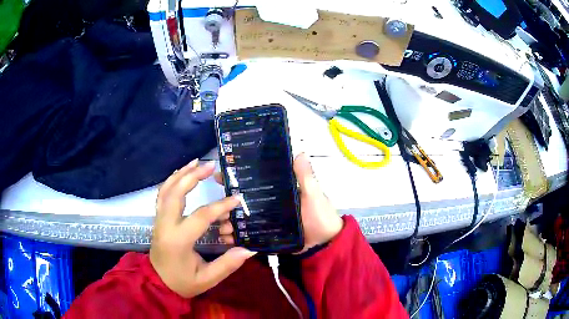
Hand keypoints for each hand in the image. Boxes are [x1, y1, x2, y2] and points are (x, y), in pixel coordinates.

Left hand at [150, 160, 255, 297]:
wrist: (157, 282)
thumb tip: (249, 250)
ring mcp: (159, 219)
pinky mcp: (158, 218)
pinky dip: (172, 180)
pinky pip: (163, 193)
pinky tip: (182, 173)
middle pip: (175, 193)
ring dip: (181, 173)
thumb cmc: (182, 282)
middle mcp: (165, 224)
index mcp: (178, 240)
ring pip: (166, 189)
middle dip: (193, 176)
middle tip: (210, 165)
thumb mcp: (206, 279)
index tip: (237, 199)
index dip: (220, 206)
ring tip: (197, 162)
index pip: (200, 216)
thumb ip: (226, 265)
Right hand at [214, 153, 342, 251]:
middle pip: (242, 201)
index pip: (253, 180)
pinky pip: (248, 235)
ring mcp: (266, 221)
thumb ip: (306, 177)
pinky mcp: (266, 236)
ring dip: (228, 221)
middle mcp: (268, 204)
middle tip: (214, 207)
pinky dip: (237, 237)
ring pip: (242, 219)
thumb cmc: (320, 217)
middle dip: (226, 203)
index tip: (219, 175)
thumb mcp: (314, 195)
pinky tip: (226, 240)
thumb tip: (299, 151)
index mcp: (278, 190)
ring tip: (219, 227)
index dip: (236, 177)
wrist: (324, 245)